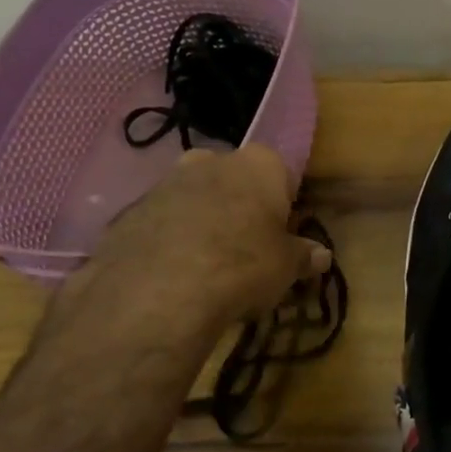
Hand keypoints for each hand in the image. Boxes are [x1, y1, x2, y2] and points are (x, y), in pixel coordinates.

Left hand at [55, 146, 330, 337]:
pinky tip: (173, 275)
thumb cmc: (242, 267)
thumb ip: (303, 256)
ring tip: (206, 267)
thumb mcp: (285, 268)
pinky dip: (168, 240)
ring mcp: (165, 182)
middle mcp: (211, 160)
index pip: (281, 174)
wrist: (158, 291)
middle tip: (244, 248)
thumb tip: (321, 255)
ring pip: (193, 198)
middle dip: (238, 206)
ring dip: (201, 222)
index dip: (282, 205)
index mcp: (258, 164)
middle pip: (233, 180)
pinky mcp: (129, 210)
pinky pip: (160, 222)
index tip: (281, 235)